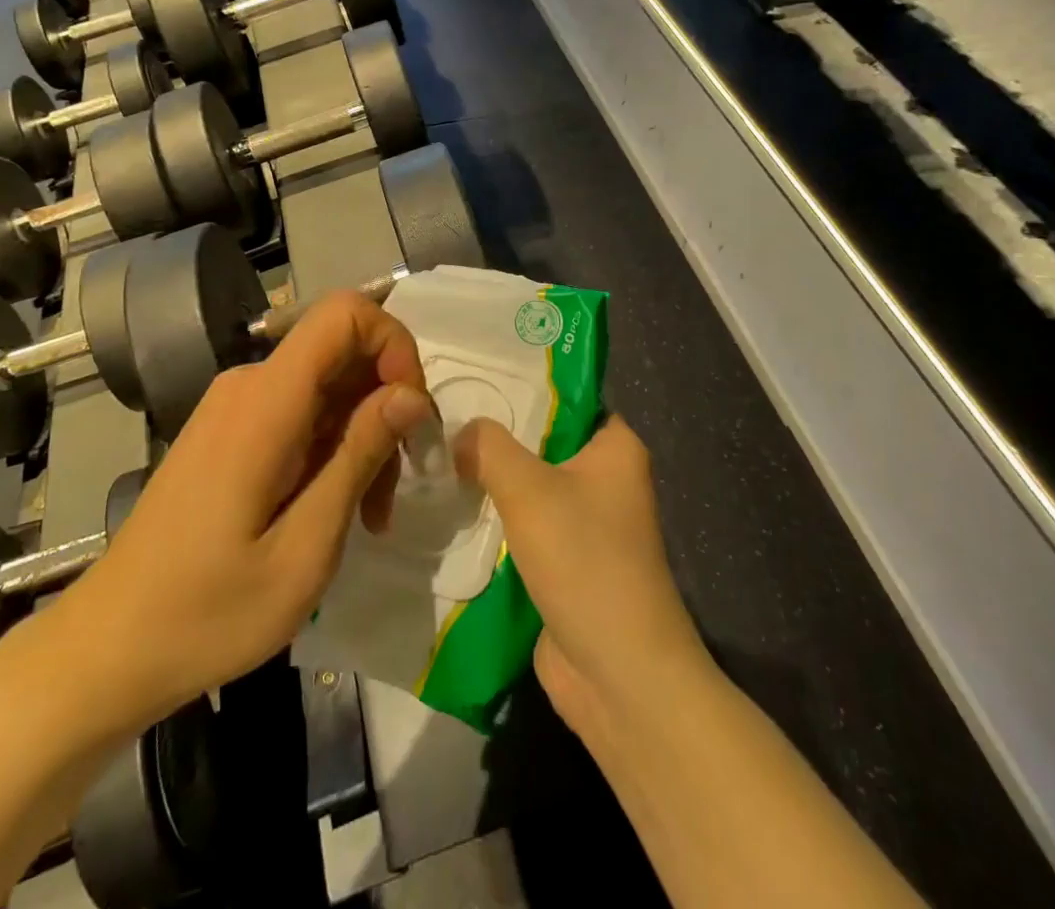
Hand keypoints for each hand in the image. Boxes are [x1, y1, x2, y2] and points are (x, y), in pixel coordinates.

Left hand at [52, 291, 438, 743]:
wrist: (107, 649)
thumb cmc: (208, 612)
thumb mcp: (305, 548)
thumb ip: (360, 456)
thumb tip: (412, 394)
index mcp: (266, 402)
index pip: (344, 313)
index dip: (393, 343)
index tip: (411, 413)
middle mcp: (249, 385)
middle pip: (343, 351)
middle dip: (386, 404)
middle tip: (396, 486)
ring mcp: (235, 405)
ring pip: (328, 385)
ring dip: (363, 435)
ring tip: (370, 513)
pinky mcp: (230, 430)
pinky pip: (301, 410)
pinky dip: (333, 447)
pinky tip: (334, 507)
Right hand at [453, 415, 707, 748]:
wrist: (618, 675)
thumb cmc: (585, 561)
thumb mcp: (529, 489)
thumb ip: (489, 448)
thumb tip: (459, 432)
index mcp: (615, 448)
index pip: (566, 397)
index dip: (521, 386)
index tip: (471, 380)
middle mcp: (606, 479)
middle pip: (542, 442)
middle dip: (496, 437)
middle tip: (441, 420)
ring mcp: (587, 524)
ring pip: (530, 487)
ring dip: (491, 482)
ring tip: (436, 458)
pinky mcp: (566, 563)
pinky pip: (525, 527)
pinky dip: (496, 521)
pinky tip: (451, 507)